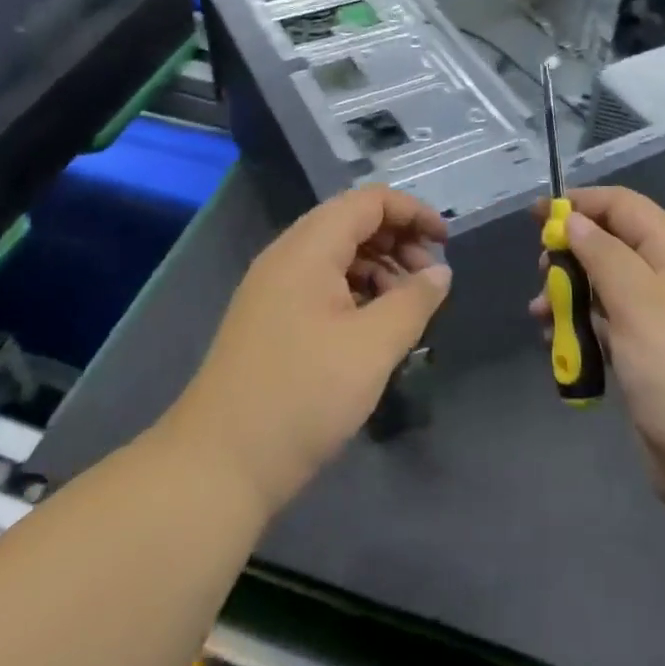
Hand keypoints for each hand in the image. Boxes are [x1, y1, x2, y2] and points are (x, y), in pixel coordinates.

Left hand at [169, 186, 450, 519]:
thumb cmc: (302, 396)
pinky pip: (321, 284)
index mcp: (308, 248)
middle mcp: (287, 256)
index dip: (412, 212)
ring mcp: (274, 288)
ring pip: (337, 255)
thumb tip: (441, 272)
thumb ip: (413, 301)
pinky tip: (374, 328)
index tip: (446, 243)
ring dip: (379, 268)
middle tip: (430, 281)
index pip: (369, 200)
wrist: (218, 465)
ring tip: (407, 308)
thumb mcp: (372, 347)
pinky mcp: (271, 319)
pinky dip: (356, 291)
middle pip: (352, 222)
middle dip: (398, 240)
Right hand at [530, 187, 664, 532]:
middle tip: (541, 272)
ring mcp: (658, 324)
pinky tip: (557, 345)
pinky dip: (579, 329)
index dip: (583, 203)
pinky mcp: (646, 360)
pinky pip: (606, 328)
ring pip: (603, 289)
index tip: (540, 216)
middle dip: (571, 253)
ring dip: (568, 294)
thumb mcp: (639, 301)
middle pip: (610, 246)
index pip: (625, 208)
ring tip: (539, 315)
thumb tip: (574, 220)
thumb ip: (602, 254)